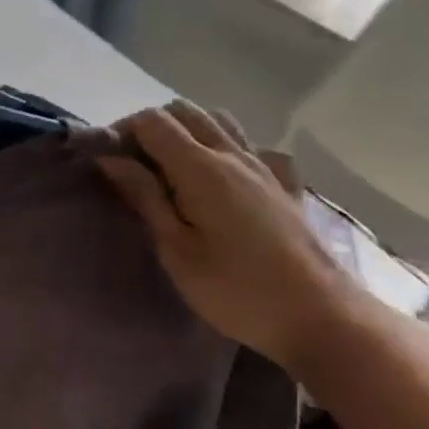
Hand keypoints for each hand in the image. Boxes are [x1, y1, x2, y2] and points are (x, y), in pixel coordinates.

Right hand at [96, 101, 366, 367]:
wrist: (320, 317)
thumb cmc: (234, 289)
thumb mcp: (176, 249)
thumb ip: (144, 196)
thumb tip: (110, 159)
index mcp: (200, 167)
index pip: (152, 121)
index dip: (123, 131)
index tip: (108, 162)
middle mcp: (233, 154)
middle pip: (185, 111)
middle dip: (152, 127)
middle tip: (134, 165)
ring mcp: (265, 167)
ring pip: (220, 121)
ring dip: (189, 131)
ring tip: (173, 169)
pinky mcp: (286, 185)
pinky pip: (253, 147)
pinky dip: (229, 148)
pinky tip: (226, 178)